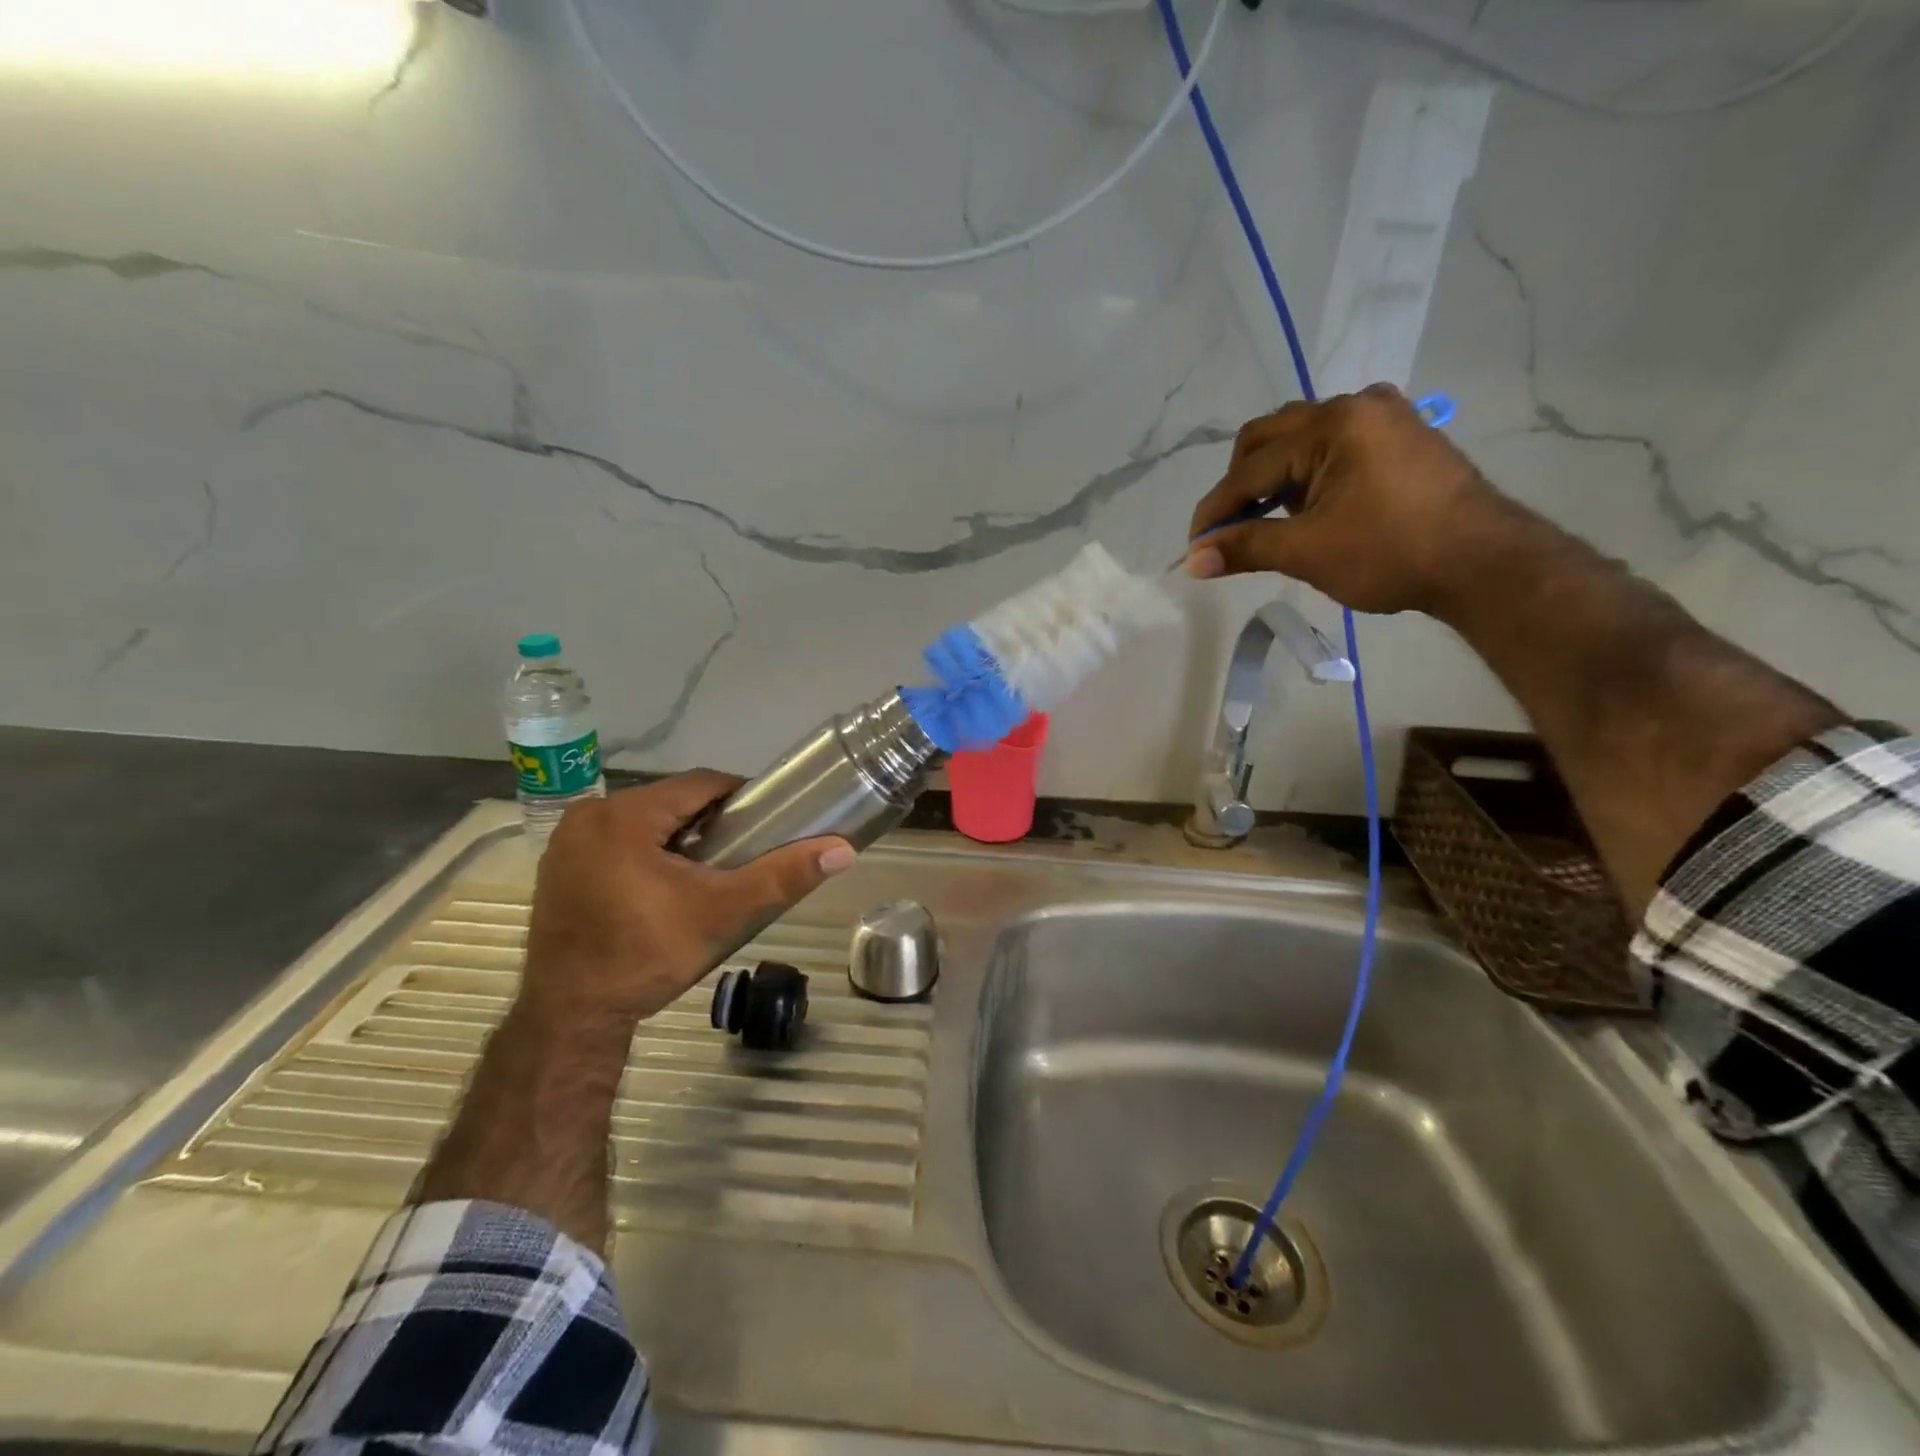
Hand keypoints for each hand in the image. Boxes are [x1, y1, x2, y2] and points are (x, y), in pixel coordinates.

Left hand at [517, 771, 854, 1031]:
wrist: (572, 1017)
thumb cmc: (647, 956)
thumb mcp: (723, 913)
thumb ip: (782, 876)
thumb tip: (843, 849)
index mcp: (624, 814)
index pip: (700, 783)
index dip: (741, 798)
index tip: (765, 824)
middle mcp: (588, 815)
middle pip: (671, 800)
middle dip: (709, 822)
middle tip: (739, 856)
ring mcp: (566, 841)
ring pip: (644, 820)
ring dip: (678, 837)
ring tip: (707, 872)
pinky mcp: (558, 866)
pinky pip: (616, 840)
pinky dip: (645, 852)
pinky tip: (663, 887)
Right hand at [1185, 384, 1507, 615]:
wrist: (1484, 563)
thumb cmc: (1391, 553)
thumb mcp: (1307, 552)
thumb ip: (1245, 547)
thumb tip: (1193, 562)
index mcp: (1331, 425)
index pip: (1251, 469)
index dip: (1216, 510)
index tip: (1195, 547)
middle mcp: (1355, 406)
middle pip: (1269, 437)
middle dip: (1240, 484)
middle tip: (1230, 529)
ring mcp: (1384, 417)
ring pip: (1301, 438)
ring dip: (1273, 477)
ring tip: (1268, 520)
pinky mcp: (1401, 436)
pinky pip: (1333, 444)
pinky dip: (1307, 473)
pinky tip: (1307, 506)